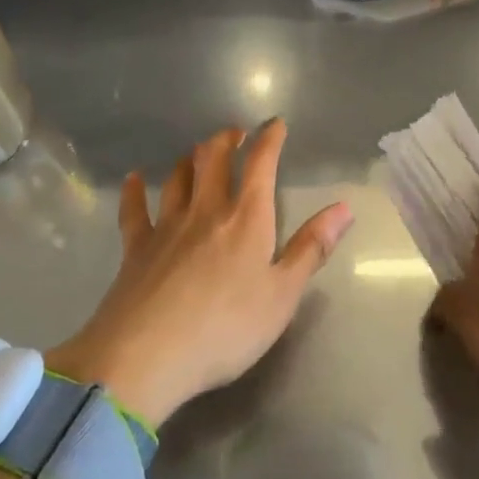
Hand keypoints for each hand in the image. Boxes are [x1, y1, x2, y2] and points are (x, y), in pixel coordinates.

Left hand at [48, 122, 353, 427]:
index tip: (275, 124)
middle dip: (226, 141)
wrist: (147, 354)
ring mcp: (167, 226)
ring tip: (196, 151)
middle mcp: (206, 211)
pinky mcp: (135, 248)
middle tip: (234, 133)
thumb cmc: (227, 328)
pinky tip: (134, 178)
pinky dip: (134, 191)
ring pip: (178, 178)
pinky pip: (134, 210)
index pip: (260, 165)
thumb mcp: (283, 295)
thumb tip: (344, 207)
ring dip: (189, 159)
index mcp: (246, 219)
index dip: (269, 140)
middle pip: (214, 160)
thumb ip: (311, 249)